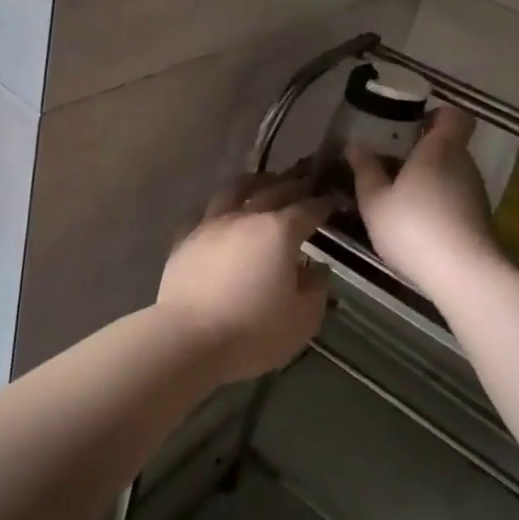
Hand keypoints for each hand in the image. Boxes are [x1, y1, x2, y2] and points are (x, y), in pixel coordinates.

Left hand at [157, 173, 334, 384]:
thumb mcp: (303, 319)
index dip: (323, 203)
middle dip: (294, 184)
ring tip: (263, 182)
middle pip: (273, 190)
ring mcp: (211, 224)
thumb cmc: (253, 331)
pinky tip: (219, 212)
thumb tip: (317, 270)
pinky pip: (202, 213)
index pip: (308, 208)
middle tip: (306, 181)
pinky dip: (216, 208)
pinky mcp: (184, 238)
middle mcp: (245, 217)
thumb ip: (316, 289)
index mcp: (279, 231)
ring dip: (254, 182)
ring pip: (234, 190)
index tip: (334, 199)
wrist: (189, 338)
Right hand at [347, 106, 496, 292]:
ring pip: (450, 174)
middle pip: (448, 146)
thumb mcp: (374, 200)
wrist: (464, 276)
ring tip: (396, 198)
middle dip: (421, 152)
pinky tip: (415, 225)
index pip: (454, 115)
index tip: (411, 125)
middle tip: (389, 164)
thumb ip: (365, 169)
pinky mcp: (479, 219)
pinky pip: (455, 198)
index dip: (436, 114)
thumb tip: (356, 143)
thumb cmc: (413, 227)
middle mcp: (463, 164)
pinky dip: (437, 203)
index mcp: (439, 149)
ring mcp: (475, 193)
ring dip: (428, 180)